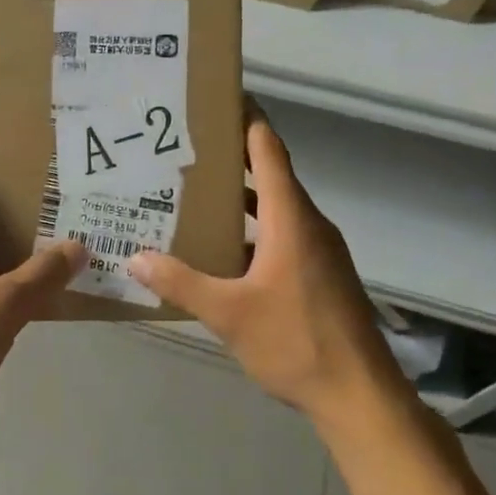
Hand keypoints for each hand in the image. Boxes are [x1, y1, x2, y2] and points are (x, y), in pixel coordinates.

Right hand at [129, 110, 403, 425]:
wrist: (360, 397)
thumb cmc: (296, 342)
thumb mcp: (228, 313)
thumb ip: (181, 282)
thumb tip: (135, 258)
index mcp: (291, 218)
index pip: (268, 150)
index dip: (246, 119)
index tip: (217, 97)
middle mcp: (308, 224)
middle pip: (269, 174)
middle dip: (229, 158)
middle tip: (183, 147)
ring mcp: (318, 251)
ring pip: (274, 208)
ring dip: (238, 198)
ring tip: (192, 192)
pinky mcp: (319, 275)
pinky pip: (281, 235)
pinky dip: (251, 230)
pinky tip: (219, 249)